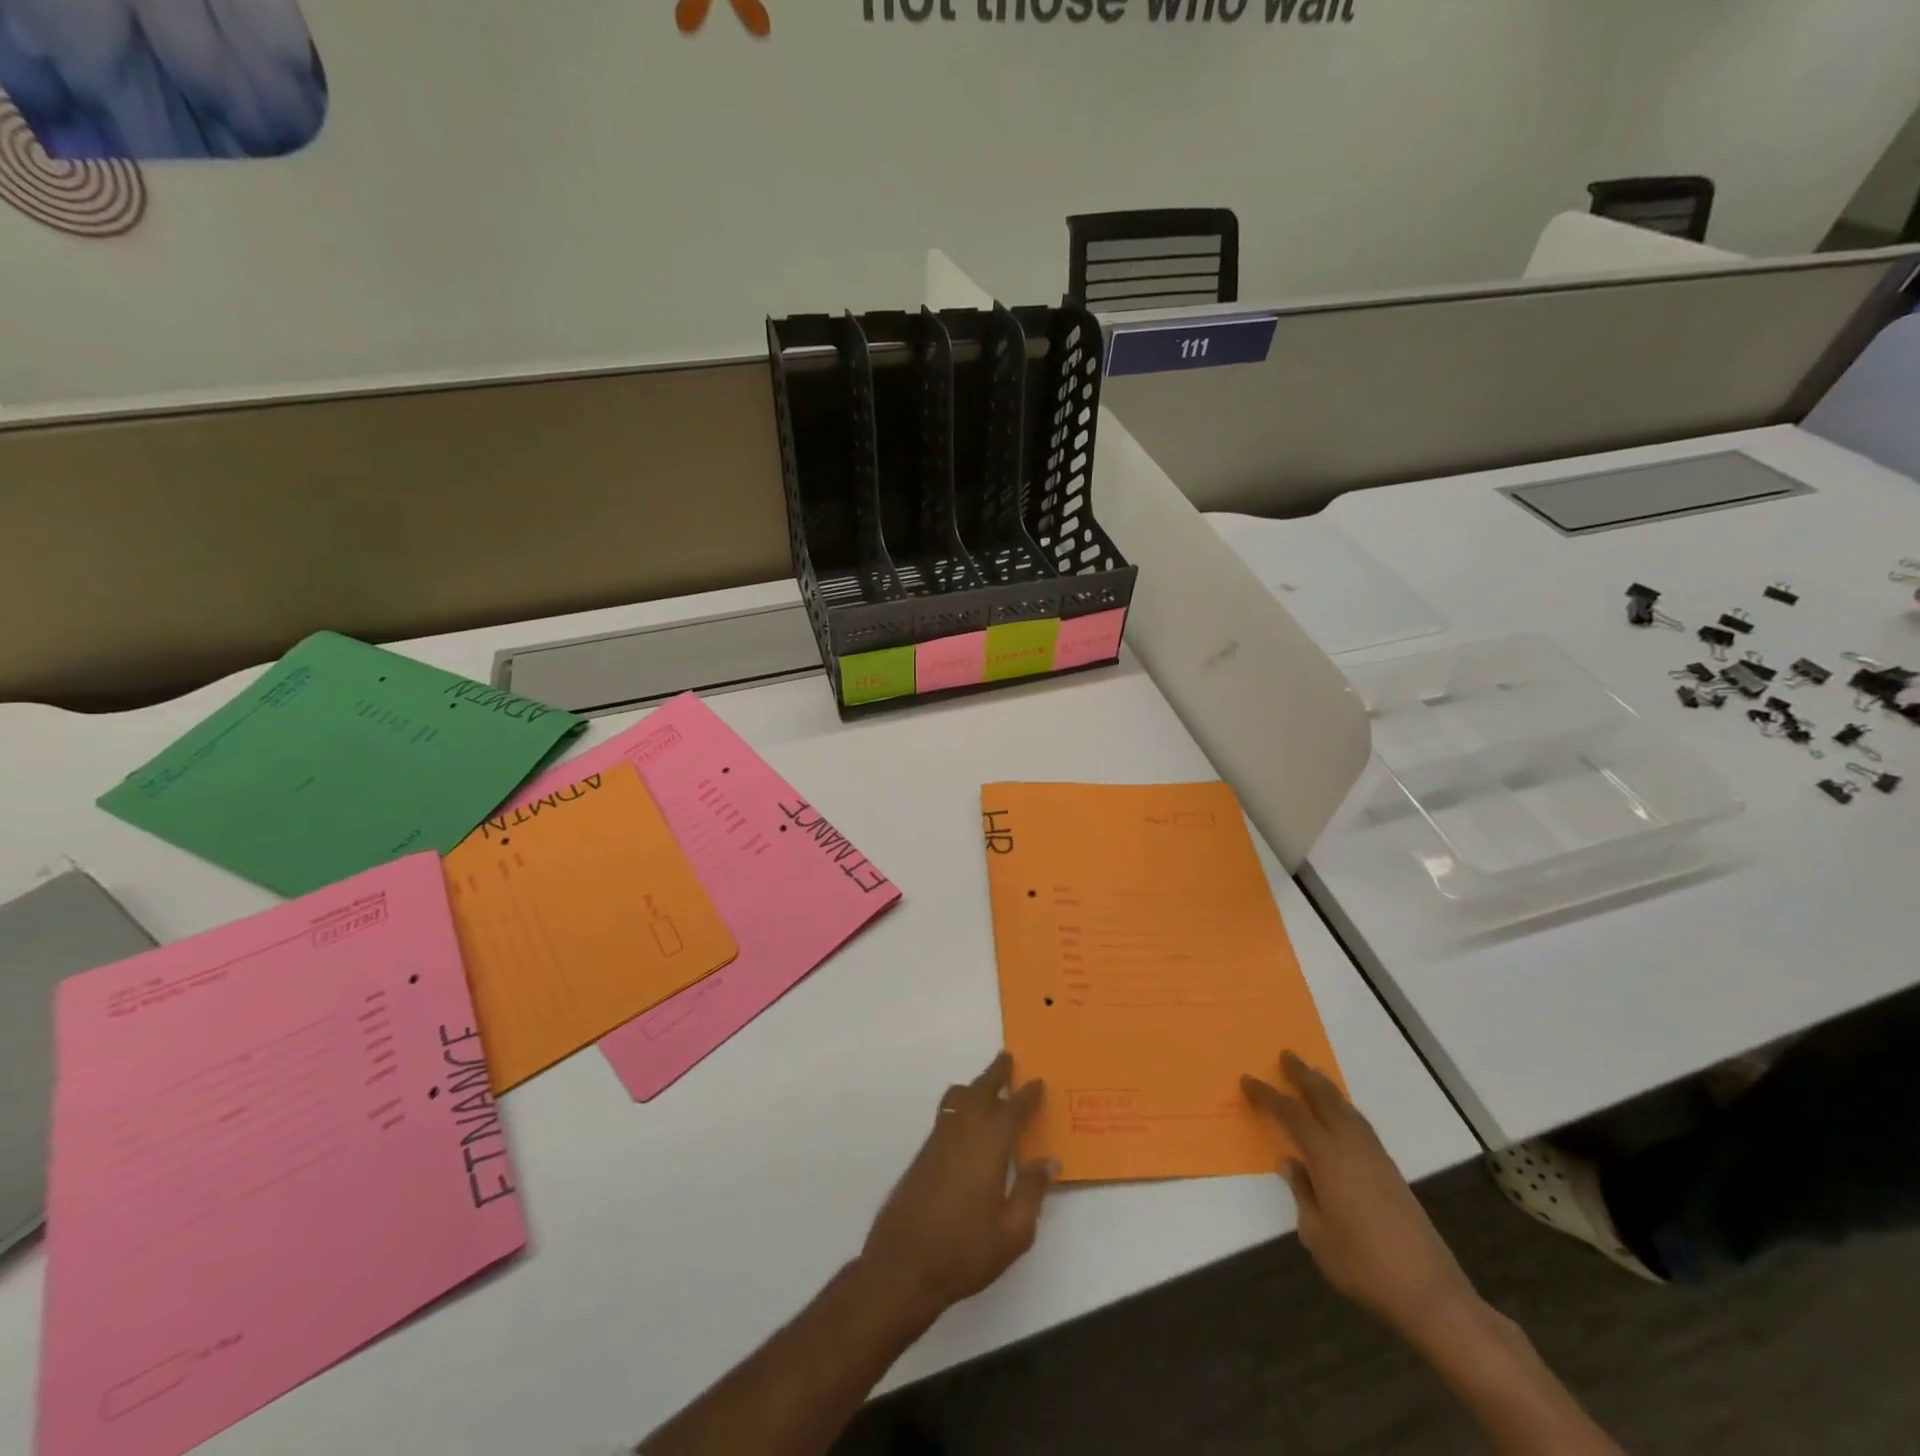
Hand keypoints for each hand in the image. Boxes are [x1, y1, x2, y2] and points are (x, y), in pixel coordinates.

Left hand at [861, 1052, 1056, 1318]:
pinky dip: (959, 1103)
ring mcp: (939, 1140)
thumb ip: (1032, 1192)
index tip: (1038, 1081)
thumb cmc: (965, 1250)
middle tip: (1007, 1058)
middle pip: (981, 1091)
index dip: (1027, 1095)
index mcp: (990, 1146)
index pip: (1013, 1110)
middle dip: (996, 1073)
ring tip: (986, 1084)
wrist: (904, 1264)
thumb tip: (1049, 1161)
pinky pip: (946, 1113)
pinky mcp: (924, 1154)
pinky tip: (963, 1117)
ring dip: (975, 1085)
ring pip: (959, 1098)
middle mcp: (964, 1132)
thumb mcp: (1013, 1232)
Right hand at [1243, 1052, 1477, 1339]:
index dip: (1268, 1095)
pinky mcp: (1391, 1172)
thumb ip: (1301, 1193)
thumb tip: (1291, 1163)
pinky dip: (1345, 1109)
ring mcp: (1376, 1158)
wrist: (1429, 1292)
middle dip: (1304, 1075)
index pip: (1291, 1115)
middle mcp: (1352, 1147)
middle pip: (1325, 1099)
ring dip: (1327, 1088)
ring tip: (1313, 1074)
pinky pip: (1361, 1125)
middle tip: (1287, 1055)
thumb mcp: (1316, 1235)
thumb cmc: (1362, 1264)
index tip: (1247, 1080)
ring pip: (1347, 1109)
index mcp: (1328, 1158)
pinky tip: (1341, 1115)